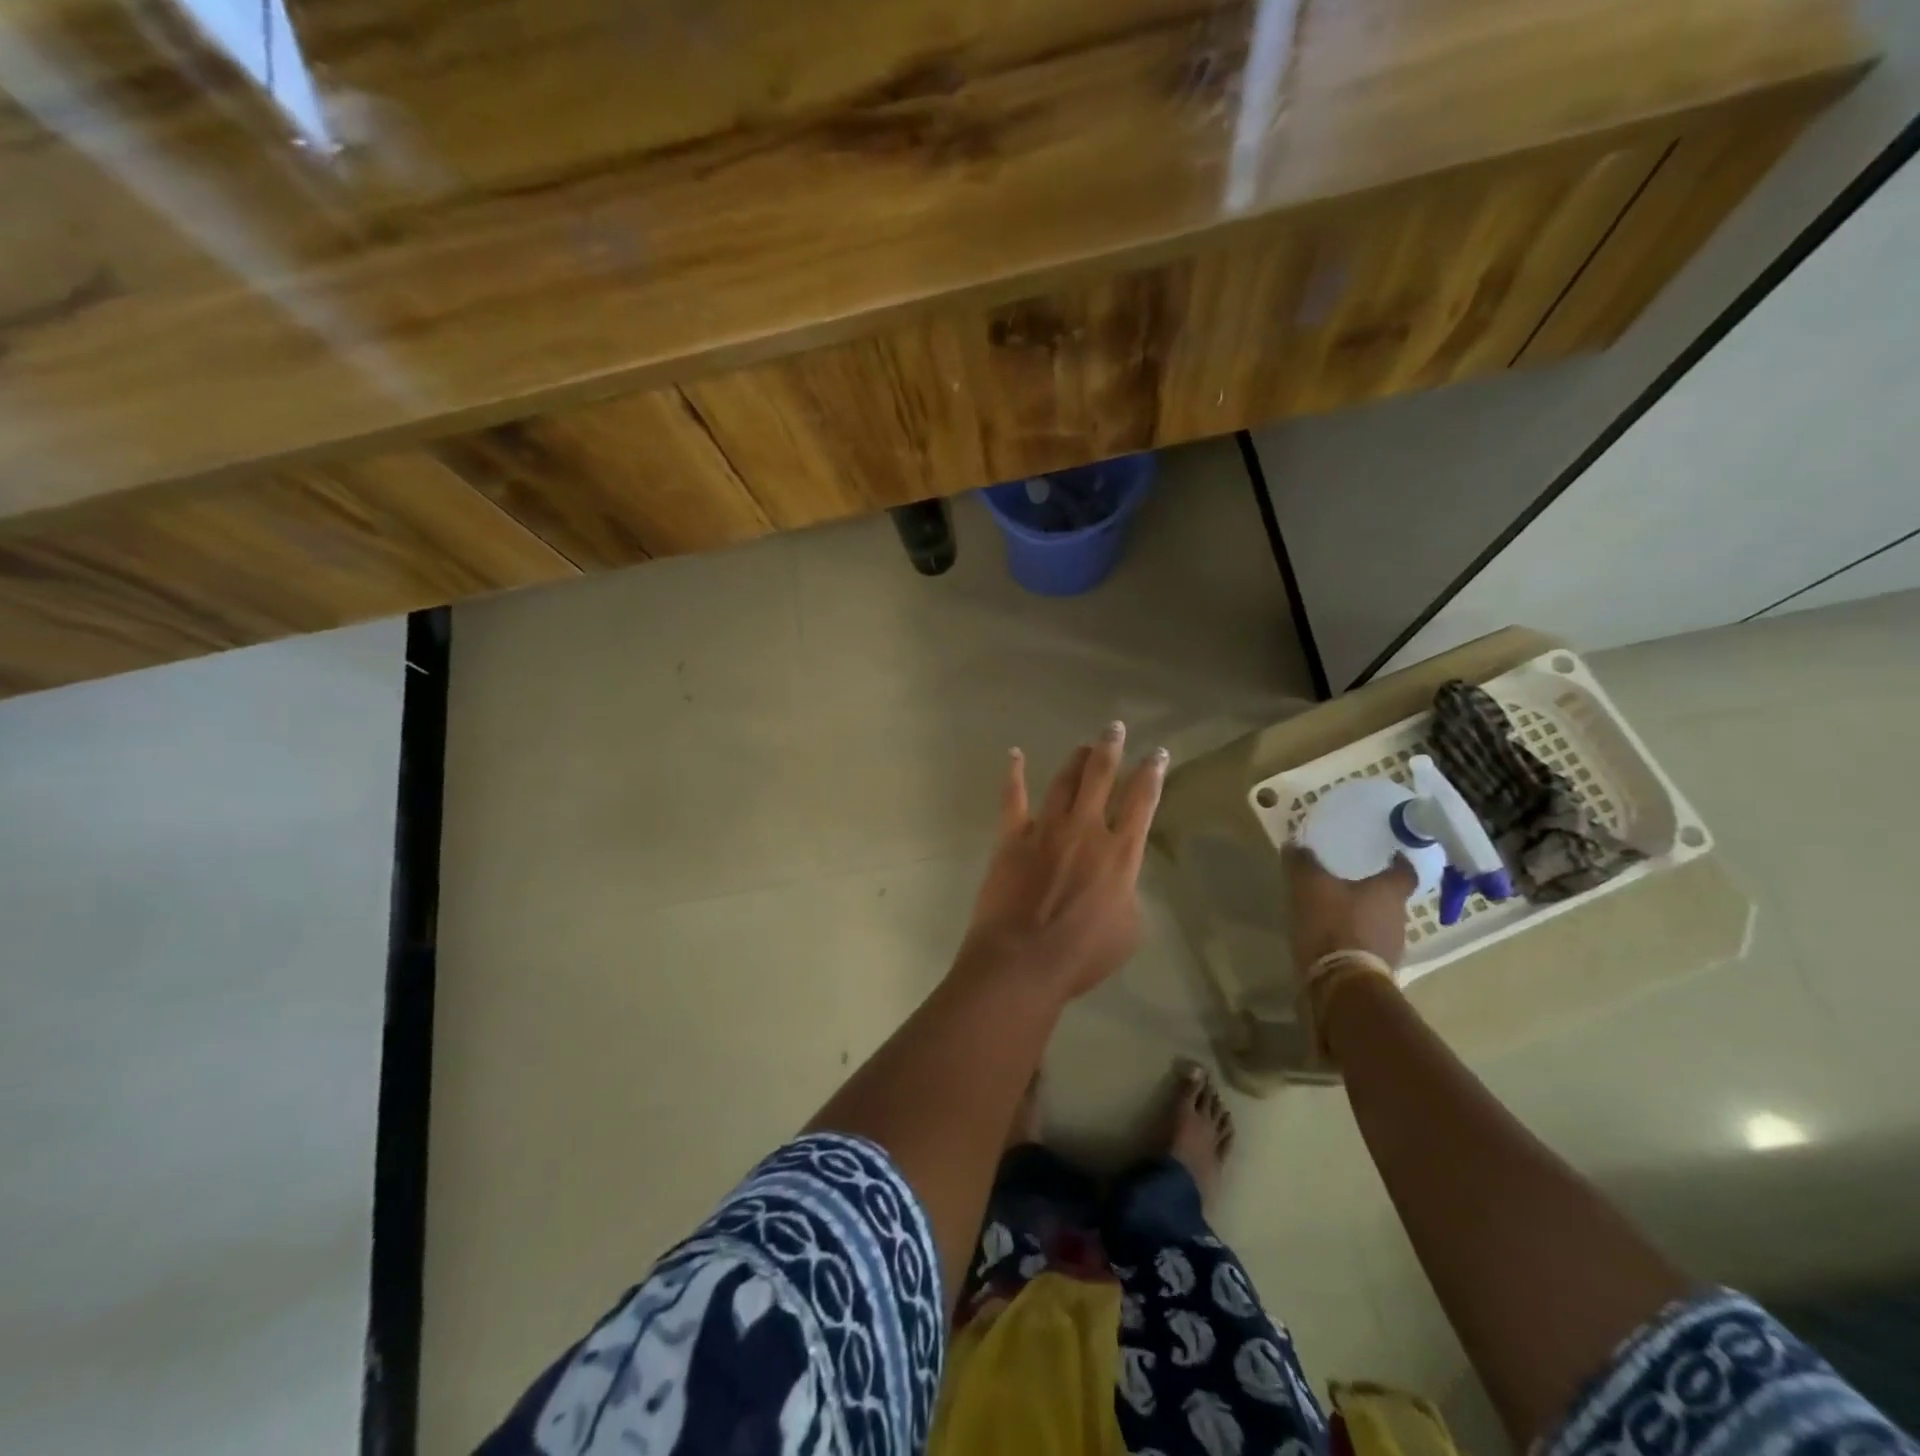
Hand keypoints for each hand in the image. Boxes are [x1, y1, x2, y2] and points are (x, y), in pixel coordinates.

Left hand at [958, 723, 1168, 1000]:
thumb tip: (1117, 880)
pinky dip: (1014, 774)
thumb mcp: (1129, 930)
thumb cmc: (1082, 955)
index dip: (1152, 773)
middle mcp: (1086, 830)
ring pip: (1064, 781)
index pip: (1143, 801)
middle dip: (1110, 748)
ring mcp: (1046, 829)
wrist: (1023, 961)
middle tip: (1114, 728)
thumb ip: (1127, 894)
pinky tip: (1015, 754)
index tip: (1157, 753)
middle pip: (1101, 777)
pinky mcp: (1012, 837)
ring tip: (1084, 745)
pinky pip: (1012, 798)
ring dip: (1075, 759)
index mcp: (1121, 853)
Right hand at [1287, 846, 1417, 982]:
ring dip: (1362, 917)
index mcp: (1390, 892)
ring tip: (1335, 910)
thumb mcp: (1308, 885)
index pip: (1406, 872)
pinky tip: (1332, 938)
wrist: (1340, 983)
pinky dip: (1354, 940)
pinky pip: (1368, 947)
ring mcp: (1392, 947)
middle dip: (1372, 890)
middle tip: (1348, 880)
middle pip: (1391, 898)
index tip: (1387, 854)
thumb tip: (1295, 843)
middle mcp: (1399, 918)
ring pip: (1379, 923)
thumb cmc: (1332, 924)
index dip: (1397, 862)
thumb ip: (1302, 862)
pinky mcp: (1377, 970)